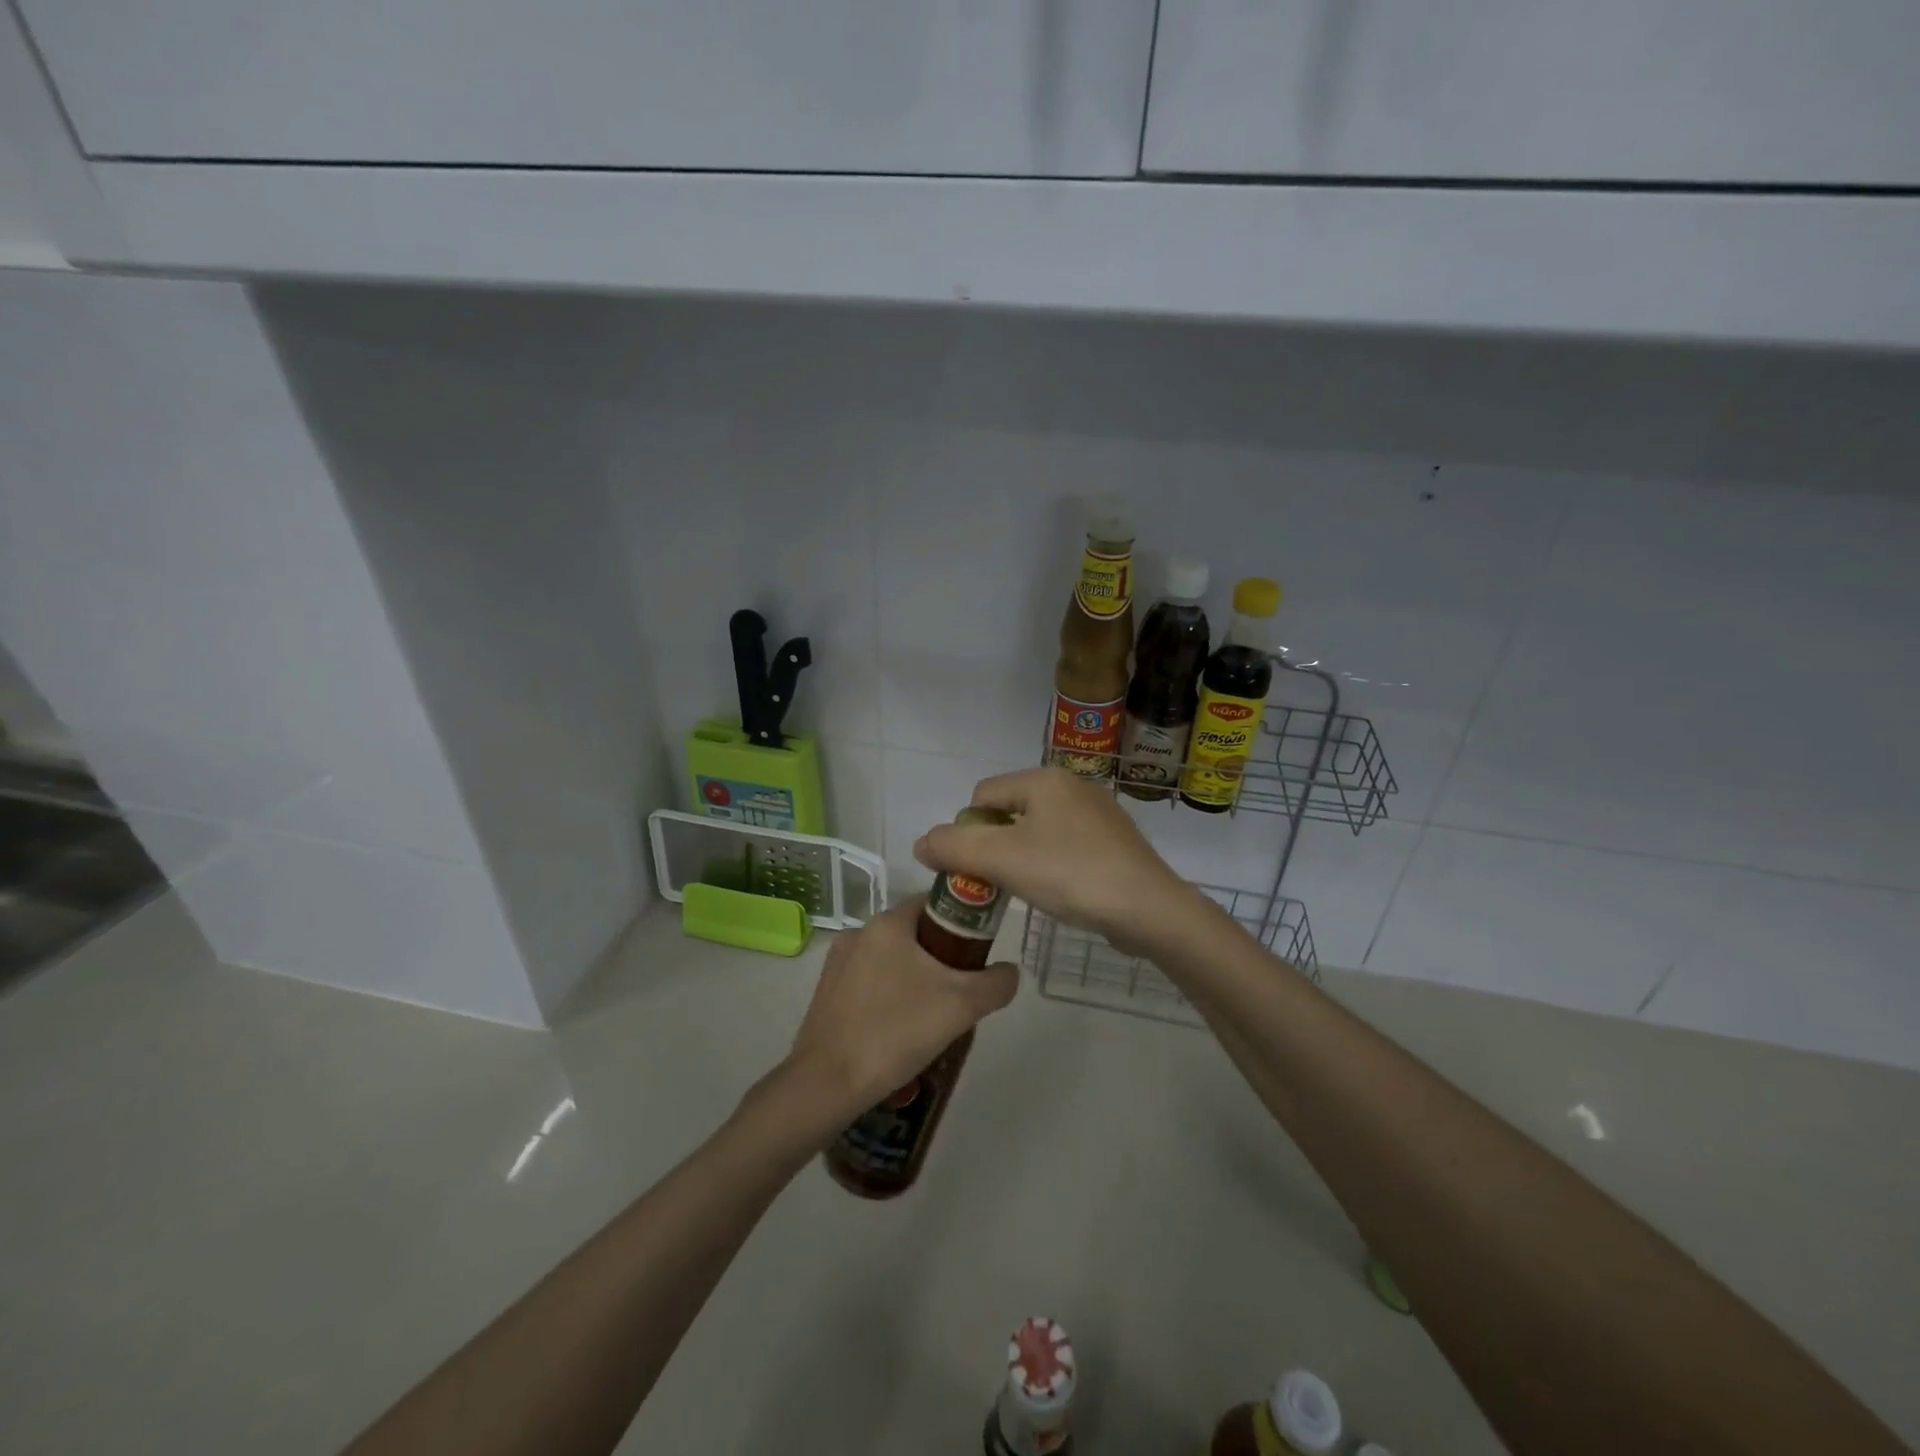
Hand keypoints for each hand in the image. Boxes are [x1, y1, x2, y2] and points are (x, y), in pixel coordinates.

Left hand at [787, 899, 1018, 1117]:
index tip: (978, 951)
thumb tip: (1009, 972)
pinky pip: (869, 983)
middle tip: (961, 990)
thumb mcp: (961, 1006)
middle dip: (940, 956)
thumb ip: (995, 983)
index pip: (933, 903)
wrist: (827, 1083)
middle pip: (913, 933)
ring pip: (890, 960)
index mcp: (888, 923)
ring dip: (914, 978)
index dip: (961, 922)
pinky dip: (888, 996)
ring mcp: (837, 963)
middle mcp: (859, 933)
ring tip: (933, 1016)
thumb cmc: (896, 1031)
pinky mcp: (825, 993)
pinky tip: (899, 1030)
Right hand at [912, 767, 1200, 951]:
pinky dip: (1052, 866)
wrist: (1149, 909)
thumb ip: (955, 847)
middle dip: (995, 846)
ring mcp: (1098, 813)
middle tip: (998, 883)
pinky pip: (1065, 846)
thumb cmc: (1070, 874)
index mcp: (1045, 779)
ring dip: (1022, 858)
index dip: (969, 832)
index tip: (976, 869)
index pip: (983, 795)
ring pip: (1038, 831)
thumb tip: (922, 843)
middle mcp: (1072, 786)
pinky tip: (1060, 892)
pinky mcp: (1114, 841)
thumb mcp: (1002, 859)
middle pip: (1010, 811)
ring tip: (1028, 890)